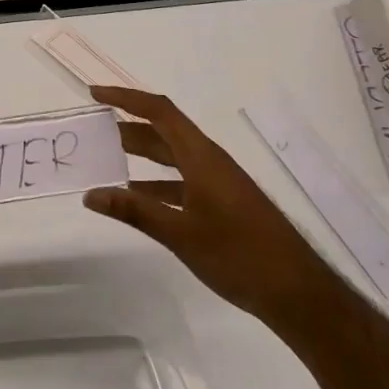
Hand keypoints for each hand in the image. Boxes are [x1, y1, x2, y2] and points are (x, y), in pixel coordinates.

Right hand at [83, 86, 329, 322]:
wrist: (297, 293)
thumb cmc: (239, 255)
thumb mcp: (181, 234)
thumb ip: (134, 211)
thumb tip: (90, 194)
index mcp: (202, 157)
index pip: (160, 112)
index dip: (127, 99)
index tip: (96, 95)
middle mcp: (210, 162)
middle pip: (164, 131)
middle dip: (128, 126)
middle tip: (93, 130)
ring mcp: (218, 183)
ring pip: (172, 157)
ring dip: (141, 154)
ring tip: (107, 159)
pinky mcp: (222, 204)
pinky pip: (181, 181)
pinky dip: (155, 184)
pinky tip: (136, 198)